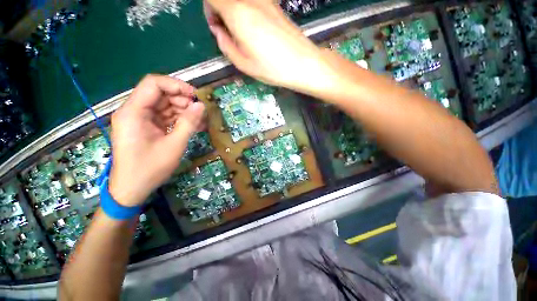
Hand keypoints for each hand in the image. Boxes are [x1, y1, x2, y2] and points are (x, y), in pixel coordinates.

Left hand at [108, 75, 204, 206]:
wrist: (132, 188)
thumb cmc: (150, 168)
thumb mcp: (174, 145)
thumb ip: (188, 123)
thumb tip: (201, 106)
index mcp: (134, 112)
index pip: (154, 84)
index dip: (176, 85)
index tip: (195, 95)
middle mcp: (134, 111)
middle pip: (160, 94)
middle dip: (182, 100)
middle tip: (199, 112)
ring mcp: (140, 119)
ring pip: (164, 105)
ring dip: (183, 110)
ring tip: (199, 120)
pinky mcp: (146, 127)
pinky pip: (164, 116)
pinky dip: (179, 119)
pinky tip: (192, 125)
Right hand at [204, 0, 335, 93]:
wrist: (302, 63)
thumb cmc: (272, 68)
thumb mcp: (243, 64)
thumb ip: (225, 44)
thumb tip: (218, 30)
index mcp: (238, 13)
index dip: (208, 9)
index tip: (216, 27)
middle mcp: (250, 0)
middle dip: (219, 9)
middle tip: (227, 31)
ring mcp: (265, 0)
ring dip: (233, 10)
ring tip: (241, 32)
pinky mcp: (274, 5)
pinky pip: (252, 2)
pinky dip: (246, 10)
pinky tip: (254, 28)